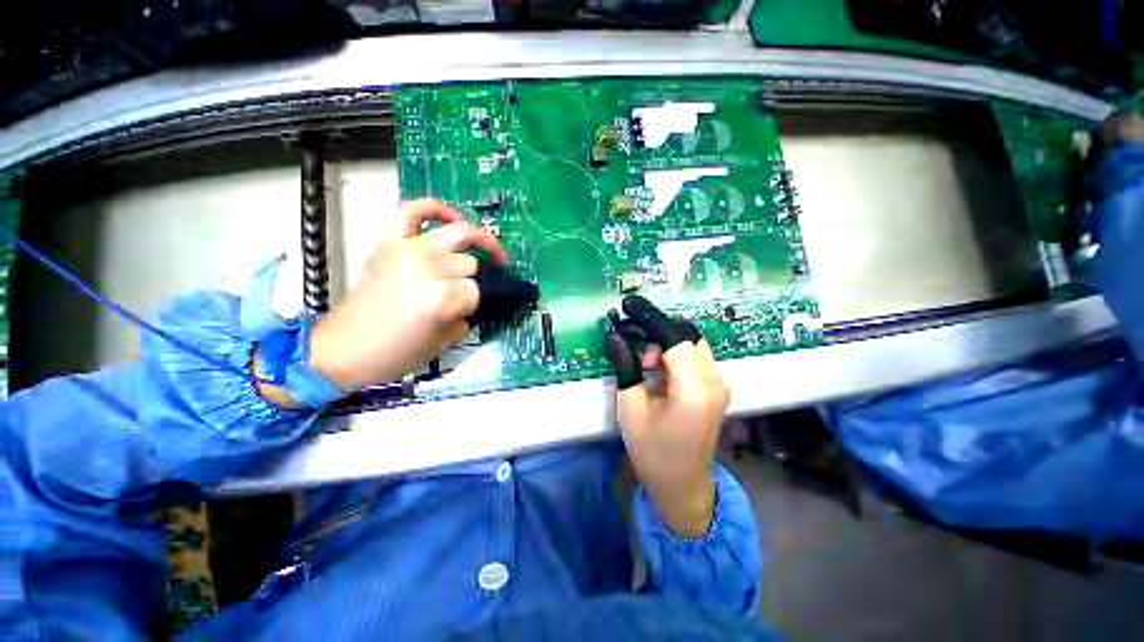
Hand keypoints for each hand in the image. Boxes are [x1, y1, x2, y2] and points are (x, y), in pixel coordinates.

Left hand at [307, 199, 507, 390]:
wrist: (344, 349)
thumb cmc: (396, 353)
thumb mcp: (444, 343)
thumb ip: (465, 317)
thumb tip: (474, 304)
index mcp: (440, 297)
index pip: (477, 291)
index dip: (474, 305)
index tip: (464, 314)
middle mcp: (427, 266)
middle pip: (470, 263)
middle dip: (470, 282)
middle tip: (459, 297)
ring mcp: (407, 248)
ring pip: (459, 237)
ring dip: (465, 255)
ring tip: (472, 260)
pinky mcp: (389, 242)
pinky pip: (415, 210)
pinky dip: (436, 208)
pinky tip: (453, 217)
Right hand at [604, 296, 729, 536]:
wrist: (683, 484)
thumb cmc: (652, 452)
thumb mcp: (631, 410)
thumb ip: (626, 368)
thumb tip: (615, 335)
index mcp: (694, 390)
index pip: (674, 337)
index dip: (650, 318)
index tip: (627, 306)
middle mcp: (715, 381)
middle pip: (688, 334)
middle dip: (657, 330)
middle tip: (631, 341)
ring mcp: (720, 384)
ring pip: (693, 341)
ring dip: (666, 341)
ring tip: (645, 363)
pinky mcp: (717, 387)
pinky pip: (696, 355)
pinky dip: (675, 352)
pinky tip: (658, 369)